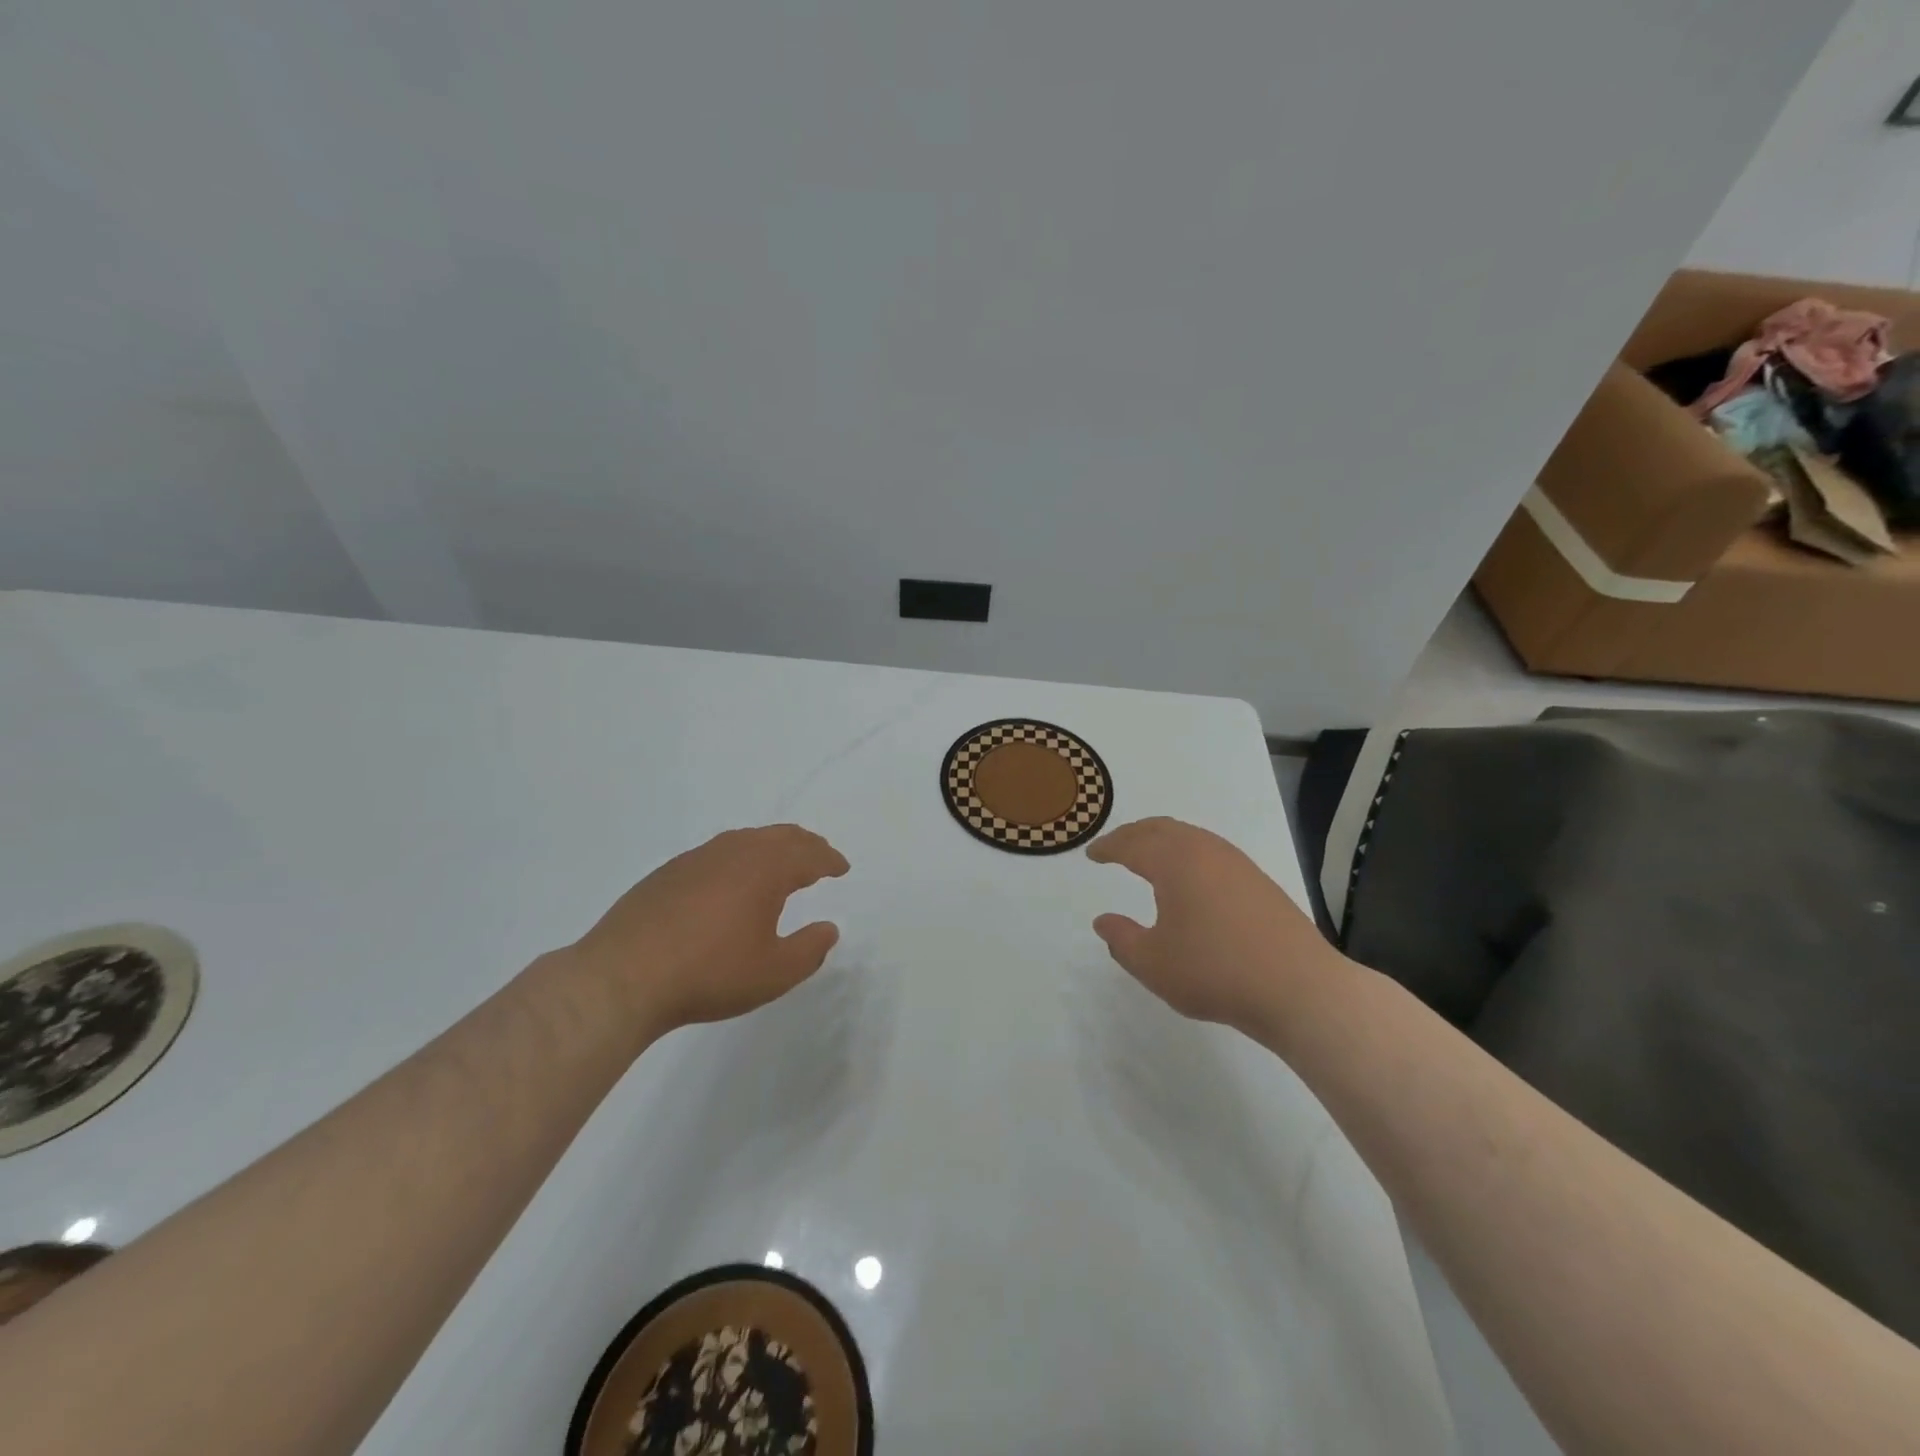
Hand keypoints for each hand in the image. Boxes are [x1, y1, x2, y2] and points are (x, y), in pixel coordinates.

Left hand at [569, 824, 849, 1035]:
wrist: (623, 976)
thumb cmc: (709, 973)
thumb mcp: (774, 973)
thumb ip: (809, 949)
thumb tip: (829, 928)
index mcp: (766, 868)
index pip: (808, 854)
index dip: (829, 860)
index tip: (841, 867)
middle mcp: (734, 852)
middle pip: (779, 836)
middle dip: (805, 844)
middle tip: (818, 856)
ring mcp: (697, 858)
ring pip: (745, 840)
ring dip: (770, 847)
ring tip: (779, 863)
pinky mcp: (668, 873)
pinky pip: (717, 853)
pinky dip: (738, 858)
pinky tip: (730, 881)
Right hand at [1087, 817, 1344, 1043]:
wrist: (1299, 988)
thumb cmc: (1215, 972)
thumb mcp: (1153, 964)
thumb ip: (1122, 939)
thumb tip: (1103, 921)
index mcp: (1174, 862)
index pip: (1131, 844)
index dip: (1107, 847)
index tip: (1091, 853)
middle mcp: (1205, 850)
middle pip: (1161, 828)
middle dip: (1133, 834)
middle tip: (1114, 847)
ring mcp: (1237, 863)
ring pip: (1190, 837)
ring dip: (1162, 841)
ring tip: (1148, 858)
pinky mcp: (1258, 880)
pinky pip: (1210, 851)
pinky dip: (1187, 853)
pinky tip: (1189, 880)